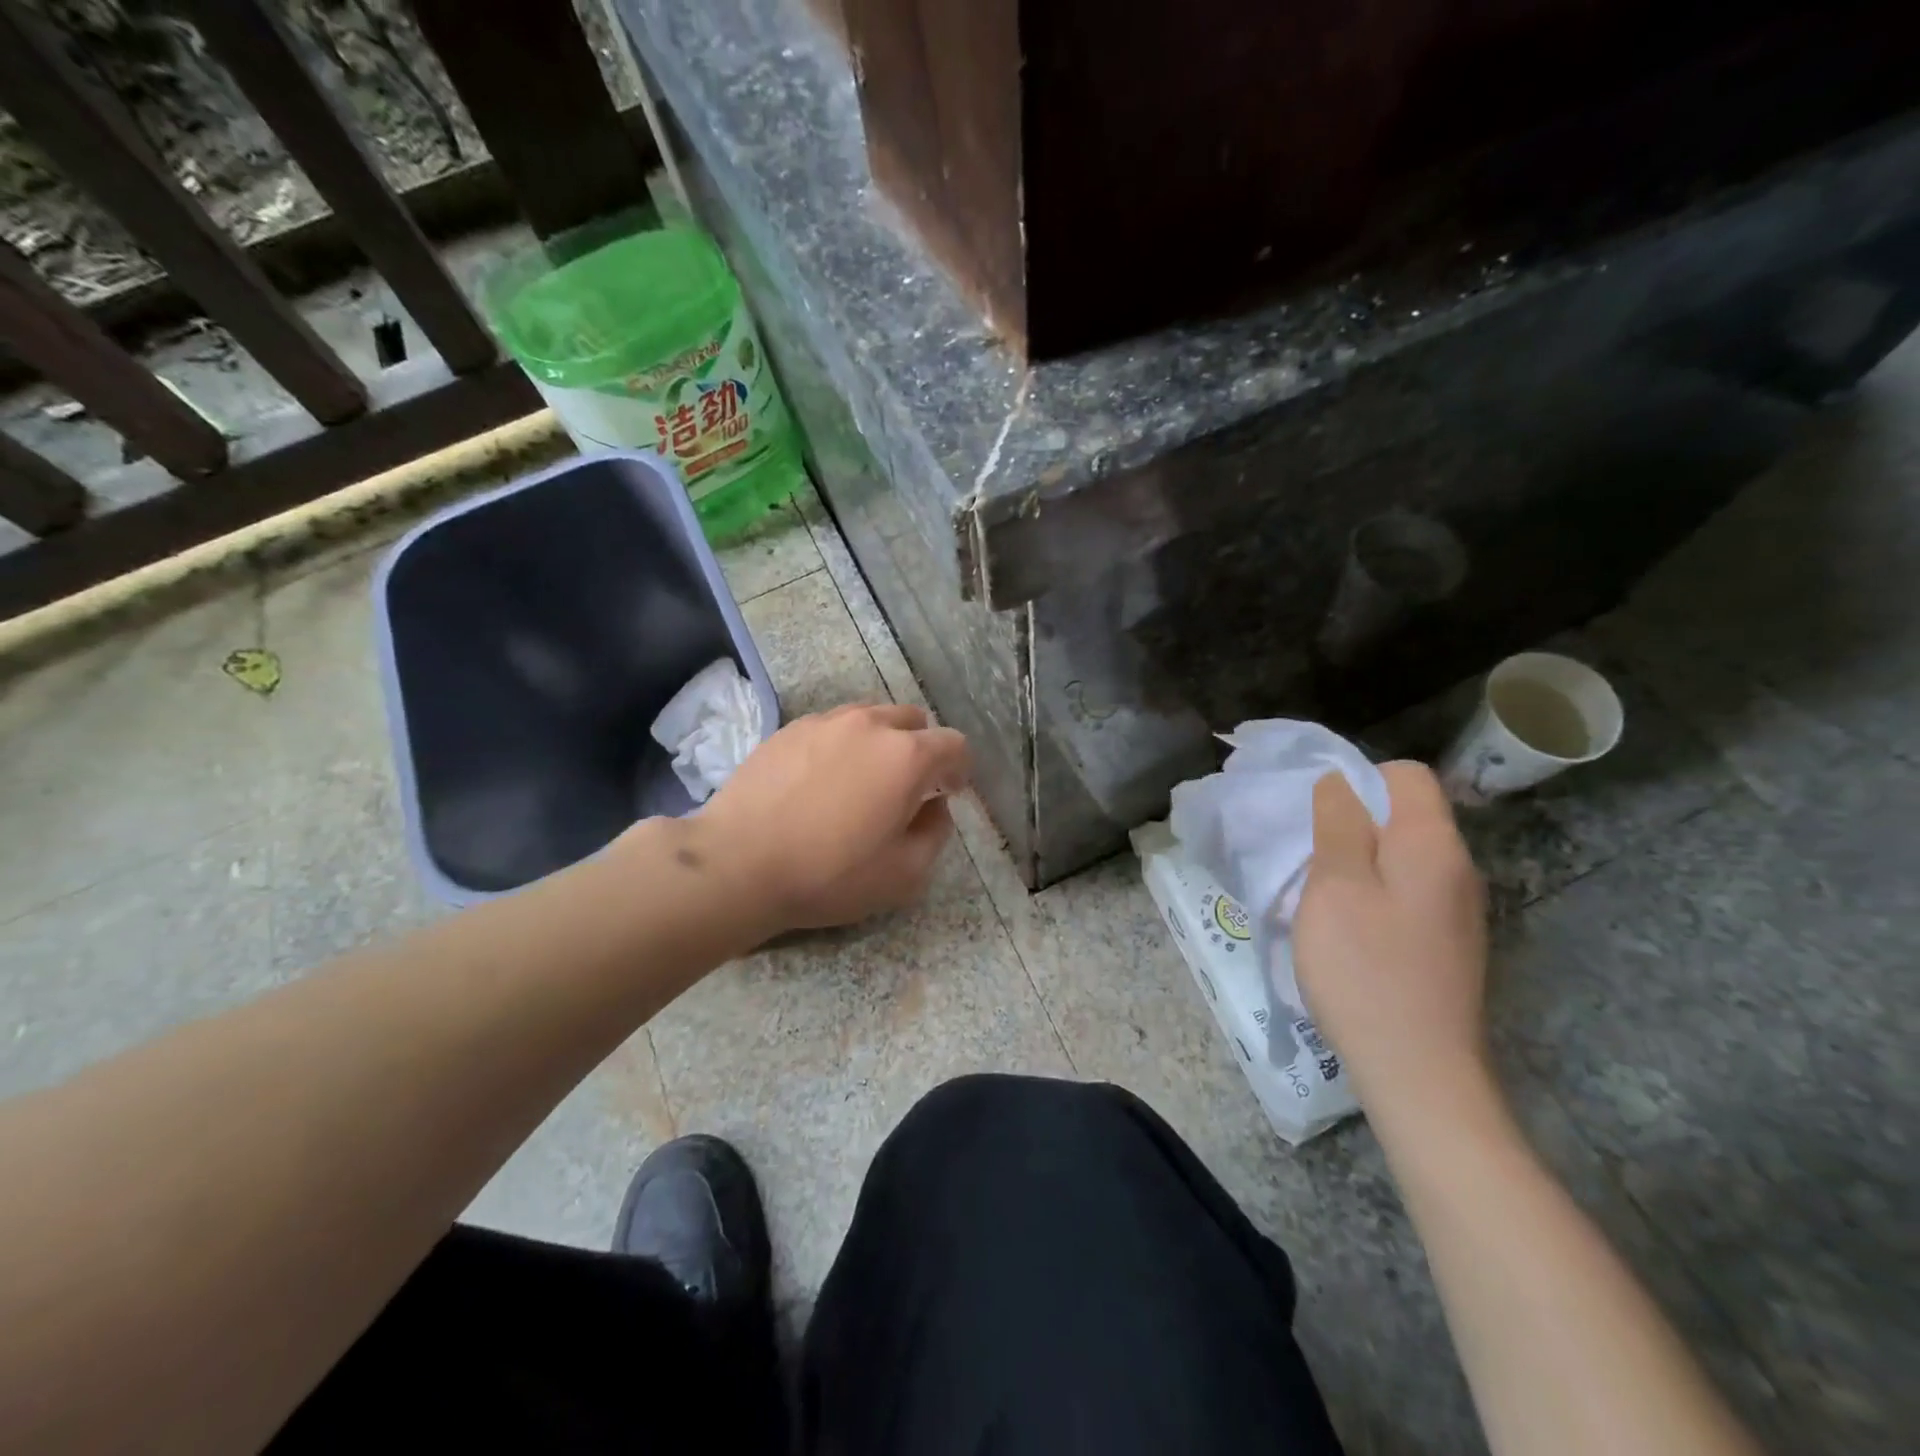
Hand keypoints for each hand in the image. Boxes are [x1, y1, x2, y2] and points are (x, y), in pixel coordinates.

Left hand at [689, 703, 970, 936]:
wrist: (737, 863)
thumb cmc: (829, 874)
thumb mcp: (904, 875)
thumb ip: (935, 834)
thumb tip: (934, 807)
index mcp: (906, 756)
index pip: (954, 744)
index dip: (960, 768)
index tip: (951, 792)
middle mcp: (870, 725)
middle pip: (914, 720)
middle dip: (922, 748)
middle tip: (909, 787)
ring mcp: (825, 722)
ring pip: (871, 717)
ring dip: (881, 742)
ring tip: (863, 781)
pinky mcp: (789, 730)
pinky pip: (832, 727)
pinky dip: (842, 745)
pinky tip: (822, 781)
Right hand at [1292, 762, 1488, 1119]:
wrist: (1419, 1072)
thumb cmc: (1365, 969)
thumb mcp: (1334, 887)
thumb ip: (1337, 825)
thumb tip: (1339, 781)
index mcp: (1432, 844)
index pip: (1406, 776)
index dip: (1358, 779)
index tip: (1316, 814)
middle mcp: (1458, 869)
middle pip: (1406, 815)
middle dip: (1353, 823)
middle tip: (1309, 857)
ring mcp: (1458, 910)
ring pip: (1403, 857)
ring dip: (1359, 862)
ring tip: (1321, 896)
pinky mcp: (1449, 943)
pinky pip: (1409, 893)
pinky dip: (1375, 895)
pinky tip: (1348, 931)